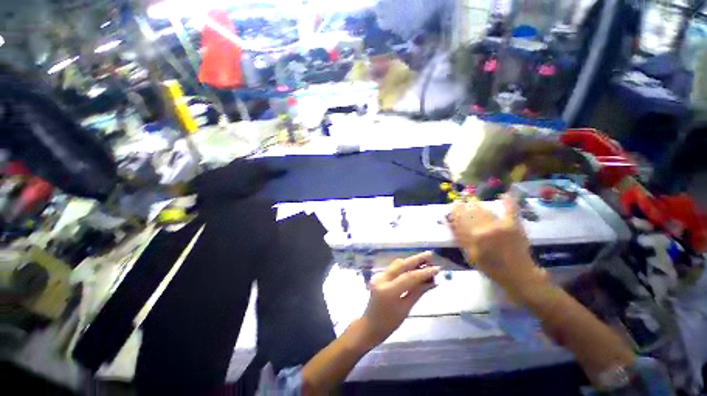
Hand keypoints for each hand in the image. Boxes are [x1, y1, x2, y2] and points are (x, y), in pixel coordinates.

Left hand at [358, 252, 439, 347]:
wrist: (370, 325)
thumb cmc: (389, 323)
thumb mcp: (406, 309)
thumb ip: (418, 292)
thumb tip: (433, 281)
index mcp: (388, 290)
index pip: (409, 277)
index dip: (424, 272)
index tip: (437, 268)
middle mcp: (382, 279)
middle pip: (401, 265)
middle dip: (416, 259)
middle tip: (430, 254)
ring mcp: (379, 276)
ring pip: (397, 264)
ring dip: (411, 261)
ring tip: (425, 259)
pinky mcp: (379, 276)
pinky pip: (394, 268)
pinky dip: (405, 266)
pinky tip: (414, 266)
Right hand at [449, 195, 546, 291]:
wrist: (518, 275)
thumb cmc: (491, 267)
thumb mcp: (469, 255)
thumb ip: (460, 237)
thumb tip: (450, 221)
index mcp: (471, 238)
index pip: (459, 219)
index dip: (454, 211)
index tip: (452, 206)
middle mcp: (483, 229)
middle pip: (470, 212)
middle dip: (464, 207)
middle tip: (462, 204)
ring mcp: (499, 226)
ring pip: (484, 210)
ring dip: (477, 206)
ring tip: (474, 205)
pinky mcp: (513, 225)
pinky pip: (510, 209)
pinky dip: (508, 201)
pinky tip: (504, 195)